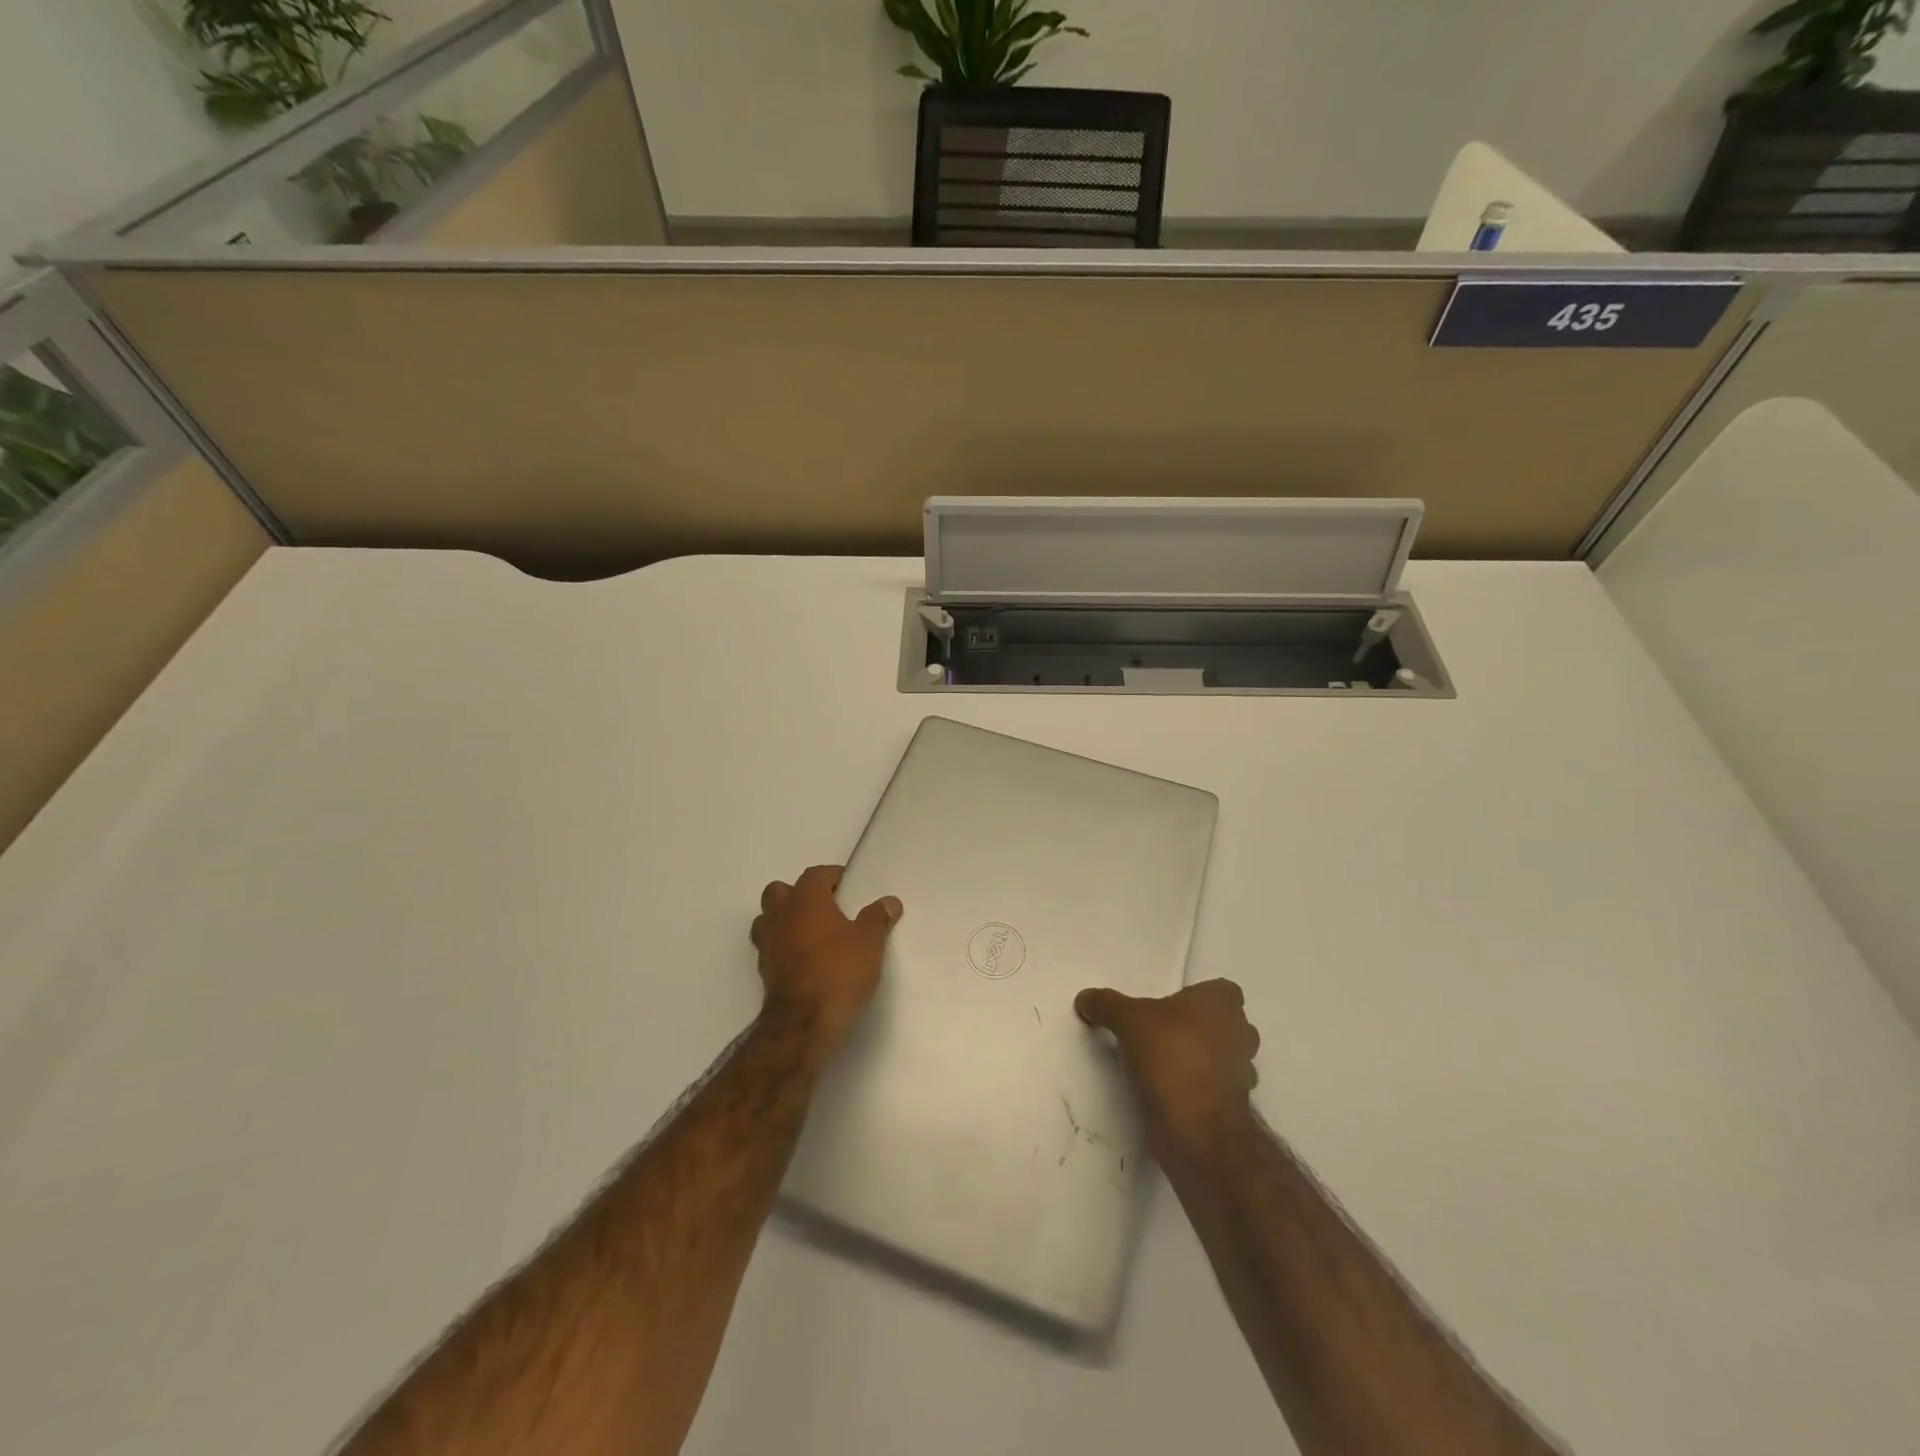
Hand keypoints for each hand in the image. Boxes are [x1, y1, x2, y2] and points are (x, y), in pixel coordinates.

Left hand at [751, 865, 902, 1049]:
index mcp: (805, 899)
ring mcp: (767, 942)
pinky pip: (771, 945)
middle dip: (800, 894)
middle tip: (826, 907)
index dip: (833, 877)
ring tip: (812, 933)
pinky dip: (783, 946)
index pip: (816, 874)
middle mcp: (780, 914)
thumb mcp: (870, 942)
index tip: (850, 887)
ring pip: (769, 918)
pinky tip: (805, 959)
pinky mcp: (763, 969)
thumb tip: (889, 902)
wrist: (804, 1023)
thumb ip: (878, 917)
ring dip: (786, 920)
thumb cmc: (838, 971)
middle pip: (781, 891)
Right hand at [1074, 979, 1260, 1152]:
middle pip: (1226, 1024)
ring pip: (1224, 1058)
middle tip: (1164, 1033)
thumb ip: (1106, 1005)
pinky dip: (1198, 1090)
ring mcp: (1242, 1074)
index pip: (1223, 990)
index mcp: (1221, 1004)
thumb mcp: (1127, 1020)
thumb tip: (1084, 998)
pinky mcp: (1232, 1107)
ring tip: (1164, 1064)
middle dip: (1202, 1029)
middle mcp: (1240, 1034)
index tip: (1172, 1007)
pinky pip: (1215, 1089)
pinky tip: (1168, 1092)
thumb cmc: (1170, 1054)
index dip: (1200, 997)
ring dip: (1202, 1060)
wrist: (1196, 1126)